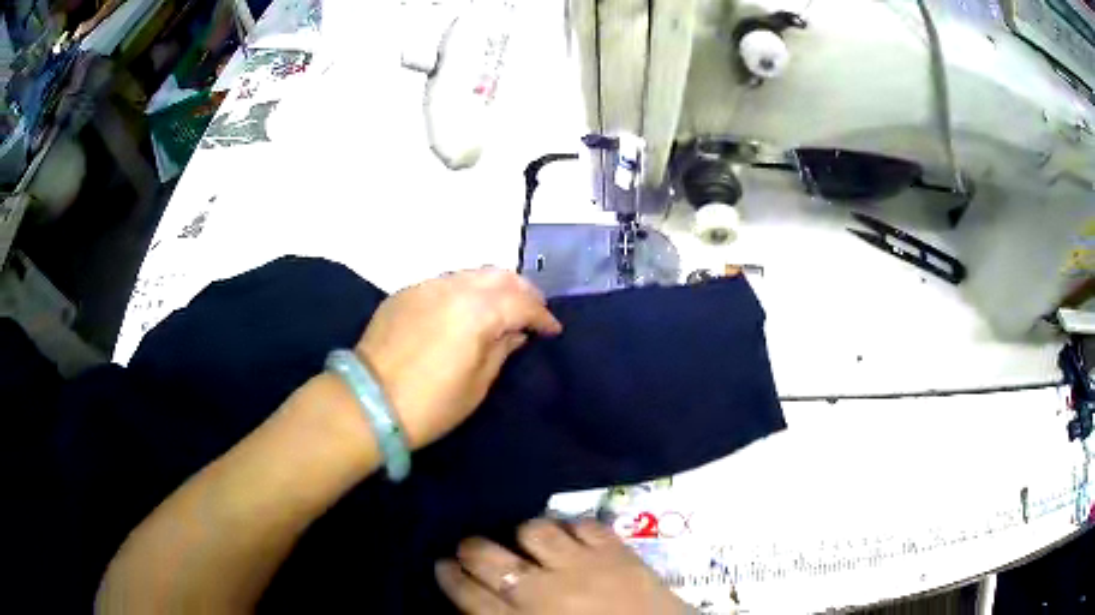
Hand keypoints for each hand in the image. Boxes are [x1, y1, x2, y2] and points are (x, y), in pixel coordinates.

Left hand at [356, 268, 561, 449]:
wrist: (368, 403)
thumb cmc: (430, 404)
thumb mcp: (477, 384)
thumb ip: (501, 349)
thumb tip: (514, 332)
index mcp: (478, 310)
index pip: (522, 303)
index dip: (542, 317)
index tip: (552, 331)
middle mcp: (454, 287)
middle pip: (500, 276)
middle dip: (522, 292)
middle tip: (532, 313)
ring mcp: (426, 286)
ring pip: (472, 273)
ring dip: (494, 287)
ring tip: (502, 309)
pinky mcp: (406, 293)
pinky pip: (446, 282)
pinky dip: (465, 291)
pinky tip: (465, 311)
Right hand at [436, 519, 689, 613]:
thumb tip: (481, 603)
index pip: (467, 594)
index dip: (449, 576)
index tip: (442, 564)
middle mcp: (541, 591)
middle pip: (487, 557)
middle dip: (472, 549)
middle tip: (472, 549)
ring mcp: (581, 566)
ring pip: (533, 530)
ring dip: (526, 536)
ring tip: (530, 545)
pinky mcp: (617, 552)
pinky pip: (583, 524)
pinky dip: (574, 528)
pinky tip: (574, 539)